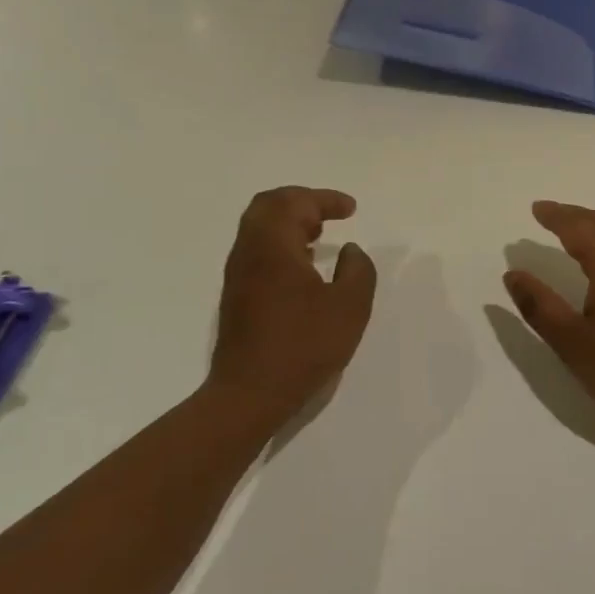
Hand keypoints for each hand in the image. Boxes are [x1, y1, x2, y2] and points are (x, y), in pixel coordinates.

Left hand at [209, 187, 377, 422]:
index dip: (325, 199)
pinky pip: (256, 250)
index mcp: (274, 246)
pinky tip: (303, 267)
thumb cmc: (303, 346)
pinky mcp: (236, 295)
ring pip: (258, 228)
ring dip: (289, 222)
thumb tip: (350, 251)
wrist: (250, 394)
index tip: (351, 209)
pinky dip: (280, 243)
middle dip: (301, 202)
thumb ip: (358, 271)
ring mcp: (238, 274)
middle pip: (268, 205)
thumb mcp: (349, 308)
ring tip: (319, 236)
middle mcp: (249, 251)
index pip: (295, 202)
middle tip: (329, 214)